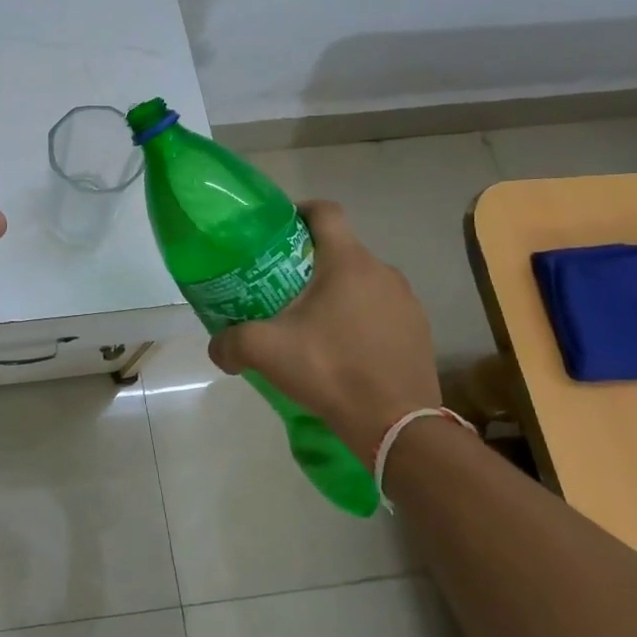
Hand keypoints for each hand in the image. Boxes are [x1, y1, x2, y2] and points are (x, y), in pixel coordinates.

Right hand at [206, 200, 438, 460]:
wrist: (397, 426)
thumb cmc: (331, 370)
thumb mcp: (266, 352)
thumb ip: (231, 342)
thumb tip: (217, 348)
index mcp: (347, 262)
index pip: (325, 212)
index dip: (299, 210)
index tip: (278, 229)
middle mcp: (382, 272)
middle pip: (341, 249)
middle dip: (310, 261)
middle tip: (282, 287)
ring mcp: (406, 301)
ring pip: (362, 280)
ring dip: (337, 291)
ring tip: (312, 322)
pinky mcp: (418, 330)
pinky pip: (382, 309)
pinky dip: (360, 317)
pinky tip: (343, 348)